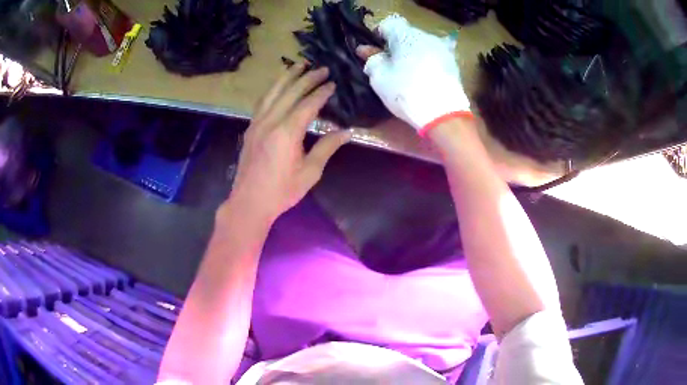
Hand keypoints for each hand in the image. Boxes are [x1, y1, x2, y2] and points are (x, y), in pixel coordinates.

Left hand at [227, 64, 351, 221]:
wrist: (249, 201)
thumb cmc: (282, 191)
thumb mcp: (310, 172)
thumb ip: (327, 147)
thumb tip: (347, 132)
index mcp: (287, 133)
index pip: (308, 104)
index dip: (322, 92)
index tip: (333, 84)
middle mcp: (271, 121)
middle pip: (291, 92)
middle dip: (308, 78)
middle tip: (322, 69)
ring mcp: (257, 123)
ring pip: (273, 92)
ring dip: (287, 77)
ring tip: (299, 65)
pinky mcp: (250, 128)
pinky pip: (262, 101)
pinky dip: (273, 89)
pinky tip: (279, 86)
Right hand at [357, 15, 470, 133]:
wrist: (443, 114)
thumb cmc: (406, 92)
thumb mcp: (380, 77)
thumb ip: (372, 59)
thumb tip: (366, 50)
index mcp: (406, 35)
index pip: (388, 24)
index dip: (378, 35)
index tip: (374, 51)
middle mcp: (426, 36)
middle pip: (406, 34)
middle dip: (396, 45)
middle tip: (388, 64)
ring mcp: (442, 49)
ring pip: (421, 45)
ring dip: (411, 53)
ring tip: (407, 73)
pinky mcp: (453, 63)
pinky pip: (433, 57)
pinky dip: (425, 63)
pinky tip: (423, 78)